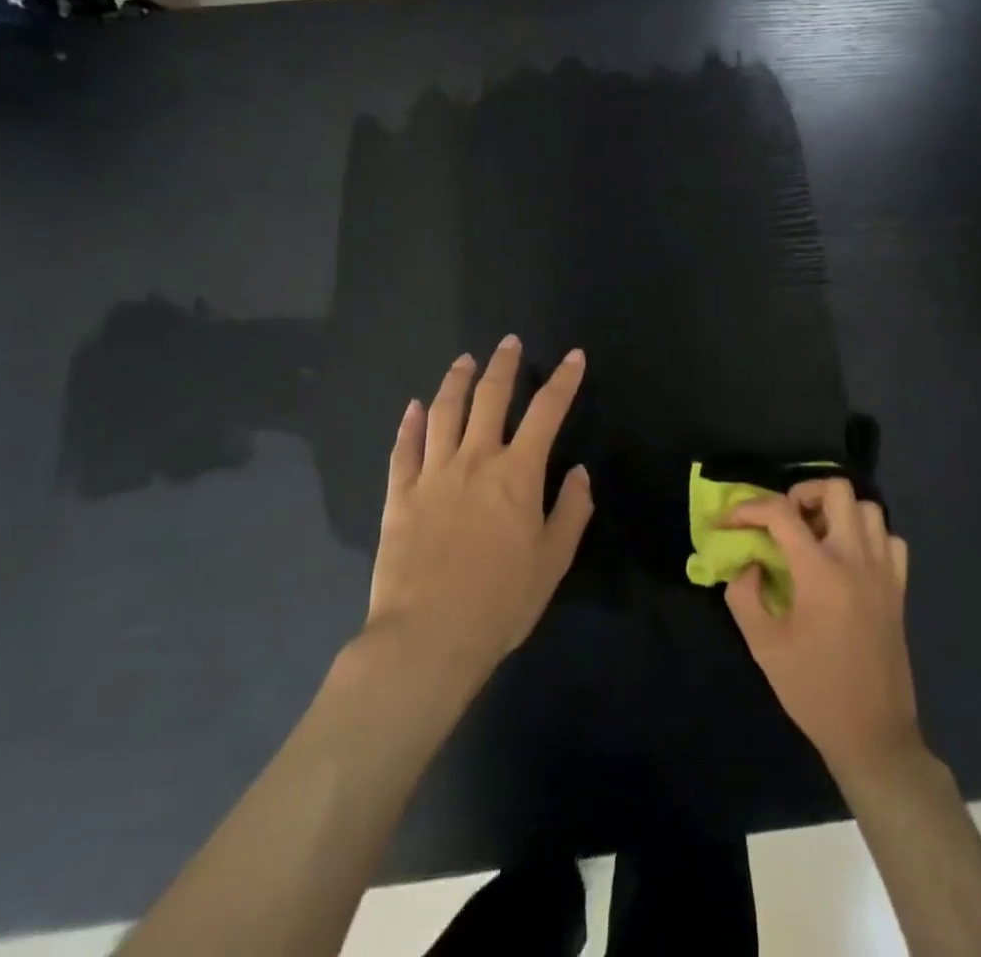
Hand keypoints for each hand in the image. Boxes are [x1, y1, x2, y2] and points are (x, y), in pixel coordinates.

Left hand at [364, 336, 591, 685]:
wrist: (428, 637)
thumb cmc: (501, 601)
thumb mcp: (553, 561)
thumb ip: (571, 511)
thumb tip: (580, 473)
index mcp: (518, 473)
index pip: (547, 411)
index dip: (564, 380)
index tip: (574, 357)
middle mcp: (476, 460)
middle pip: (490, 397)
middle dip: (503, 365)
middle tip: (509, 343)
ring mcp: (433, 474)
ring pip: (444, 412)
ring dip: (456, 381)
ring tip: (464, 360)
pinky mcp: (400, 495)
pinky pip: (404, 448)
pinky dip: (410, 424)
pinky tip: (415, 407)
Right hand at [724, 479, 920, 781]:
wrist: (872, 735)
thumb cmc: (813, 690)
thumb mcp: (763, 646)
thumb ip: (744, 595)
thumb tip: (747, 563)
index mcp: (820, 571)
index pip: (781, 512)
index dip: (748, 508)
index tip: (727, 522)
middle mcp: (856, 558)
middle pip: (836, 490)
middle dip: (802, 493)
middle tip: (783, 520)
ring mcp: (883, 571)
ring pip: (867, 508)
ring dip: (837, 511)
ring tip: (815, 535)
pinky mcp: (899, 588)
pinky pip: (890, 539)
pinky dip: (868, 536)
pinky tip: (849, 558)